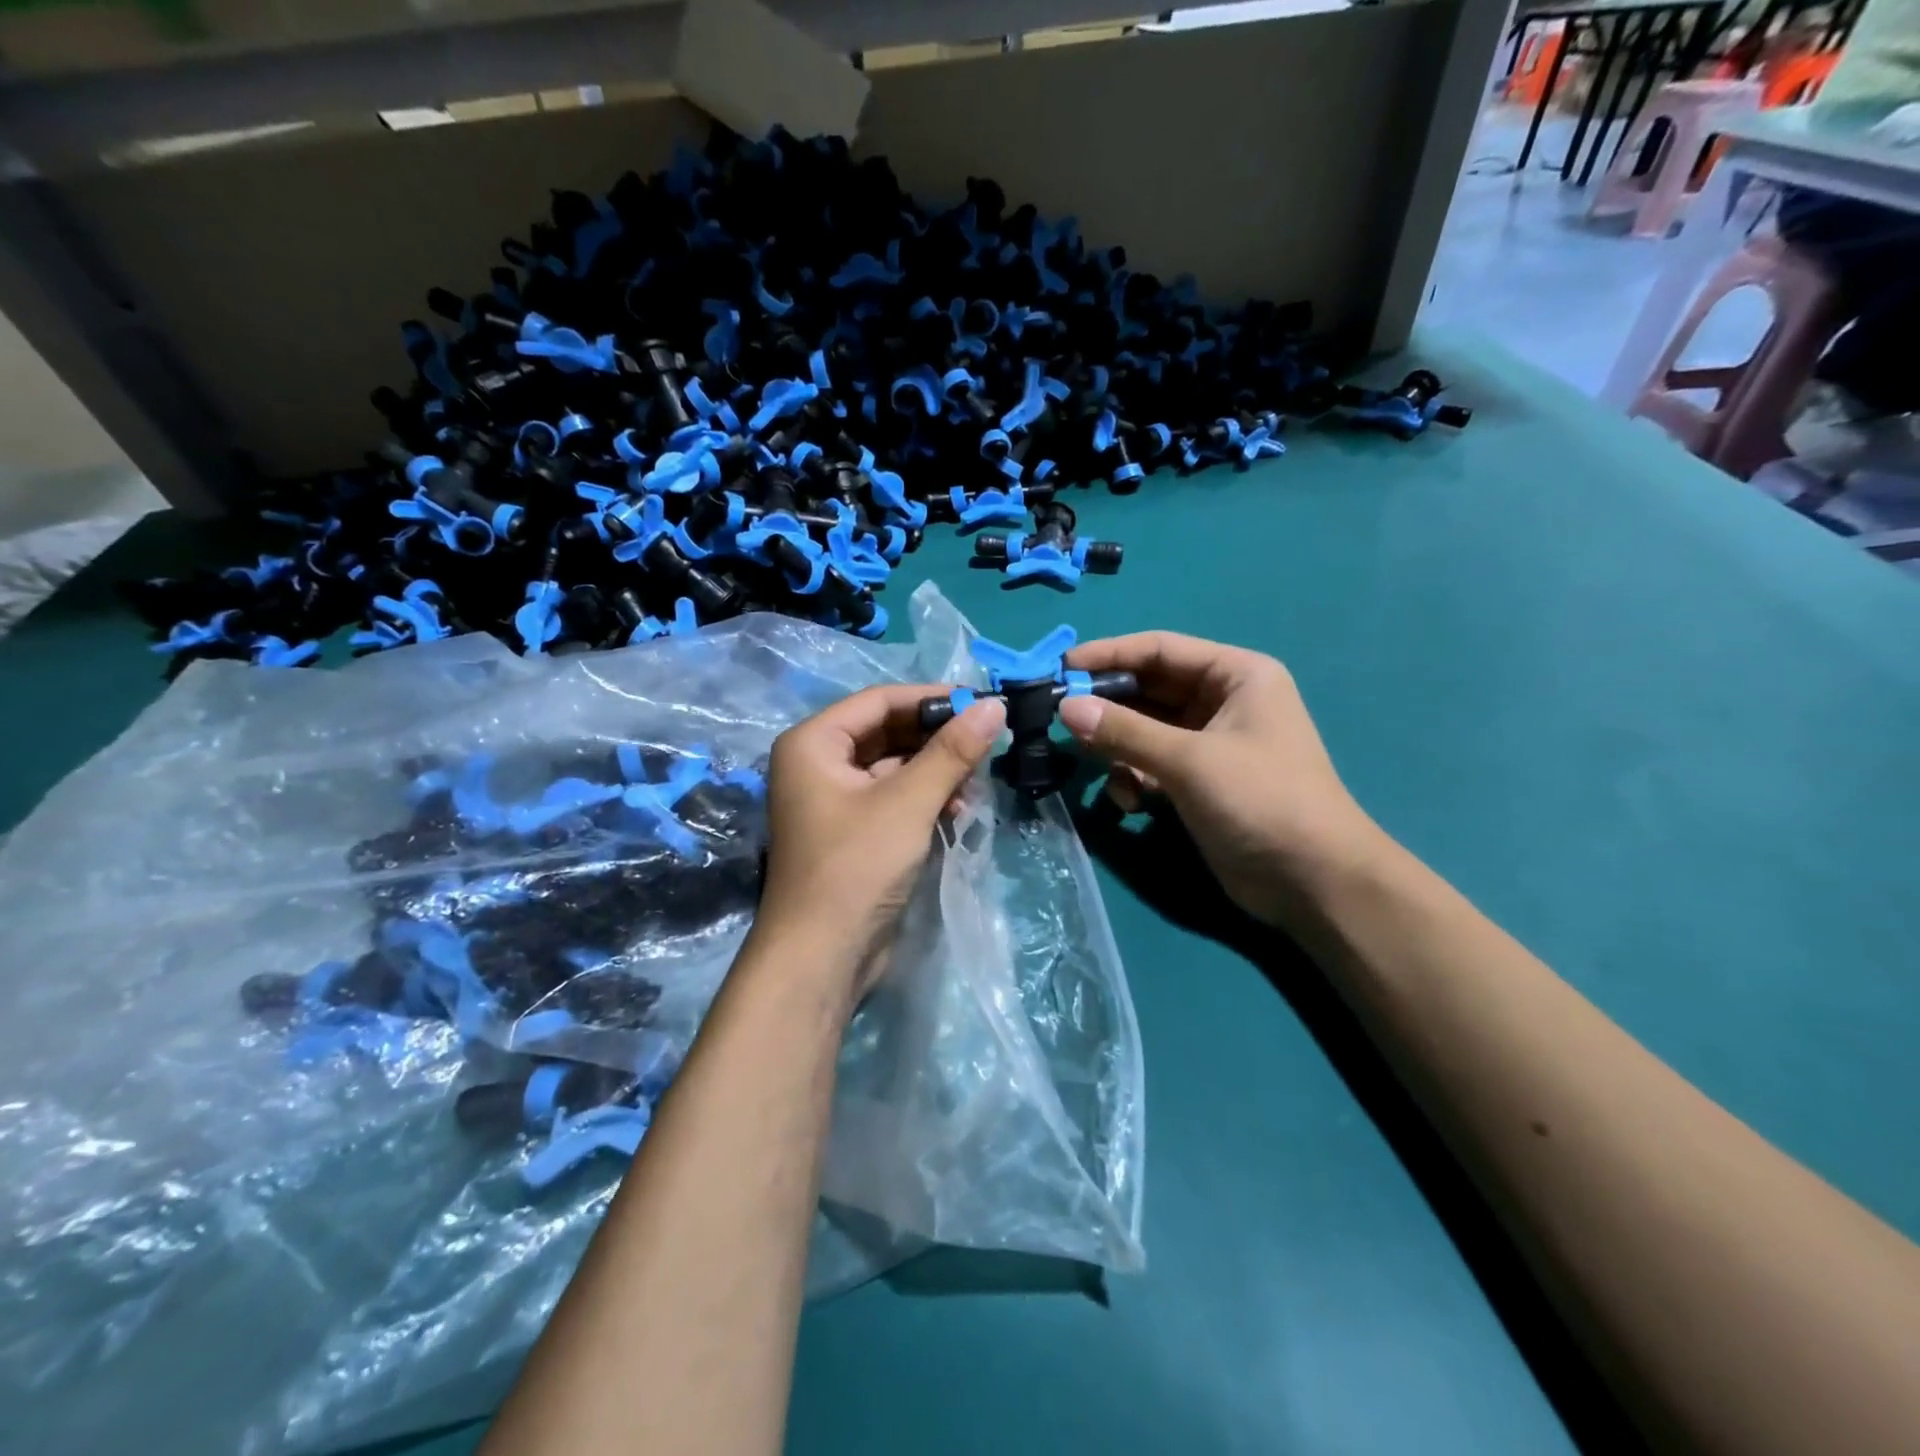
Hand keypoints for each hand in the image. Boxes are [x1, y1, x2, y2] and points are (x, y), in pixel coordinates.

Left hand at [756, 684, 1005, 1005]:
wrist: (822, 956)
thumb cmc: (856, 866)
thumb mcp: (908, 802)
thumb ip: (952, 751)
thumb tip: (994, 706)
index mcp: (814, 742)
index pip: (879, 700)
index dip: (930, 698)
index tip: (980, 701)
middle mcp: (818, 762)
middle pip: (887, 732)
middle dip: (936, 739)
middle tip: (986, 743)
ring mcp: (834, 798)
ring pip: (895, 765)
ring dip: (936, 771)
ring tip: (975, 785)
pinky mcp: (853, 829)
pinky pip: (894, 796)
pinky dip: (925, 798)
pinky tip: (957, 811)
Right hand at [1058, 632, 1382, 924]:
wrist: (1313, 881)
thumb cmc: (1260, 800)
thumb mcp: (1189, 760)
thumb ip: (1124, 731)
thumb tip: (1065, 706)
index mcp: (1235, 676)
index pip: (1160, 649)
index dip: (1109, 655)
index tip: (1061, 668)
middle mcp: (1222, 702)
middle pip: (1148, 690)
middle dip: (1107, 707)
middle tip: (1060, 719)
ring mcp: (1210, 744)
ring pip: (1144, 731)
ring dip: (1117, 749)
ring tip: (1093, 766)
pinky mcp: (1198, 782)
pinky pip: (1151, 765)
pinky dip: (1133, 778)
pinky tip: (1128, 802)